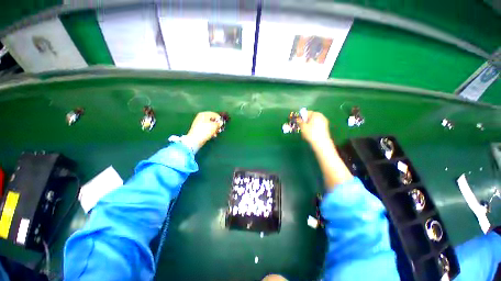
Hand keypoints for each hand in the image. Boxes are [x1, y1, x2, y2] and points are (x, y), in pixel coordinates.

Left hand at [186, 112, 221, 149]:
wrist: (195, 140)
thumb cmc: (205, 131)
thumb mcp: (214, 126)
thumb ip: (219, 123)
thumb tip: (221, 122)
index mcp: (204, 114)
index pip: (215, 114)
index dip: (220, 119)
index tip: (222, 124)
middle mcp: (201, 117)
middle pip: (212, 120)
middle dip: (217, 125)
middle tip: (220, 129)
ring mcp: (199, 123)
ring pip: (210, 125)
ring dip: (214, 129)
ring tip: (216, 133)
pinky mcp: (199, 129)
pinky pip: (207, 129)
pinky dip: (210, 131)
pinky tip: (212, 135)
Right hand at [297, 111, 331, 147]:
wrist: (321, 143)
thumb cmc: (311, 133)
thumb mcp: (303, 127)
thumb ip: (299, 121)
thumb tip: (296, 119)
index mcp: (316, 114)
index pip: (306, 113)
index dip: (300, 117)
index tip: (296, 121)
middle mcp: (321, 116)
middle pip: (310, 117)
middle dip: (304, 121)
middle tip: (299, 126)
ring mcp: (324, 122)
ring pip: (312, 122)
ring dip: (307, 125)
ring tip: (303, 131)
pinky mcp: (324, 128)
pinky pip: (316, 126)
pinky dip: (311, 128)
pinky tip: (309, 134)